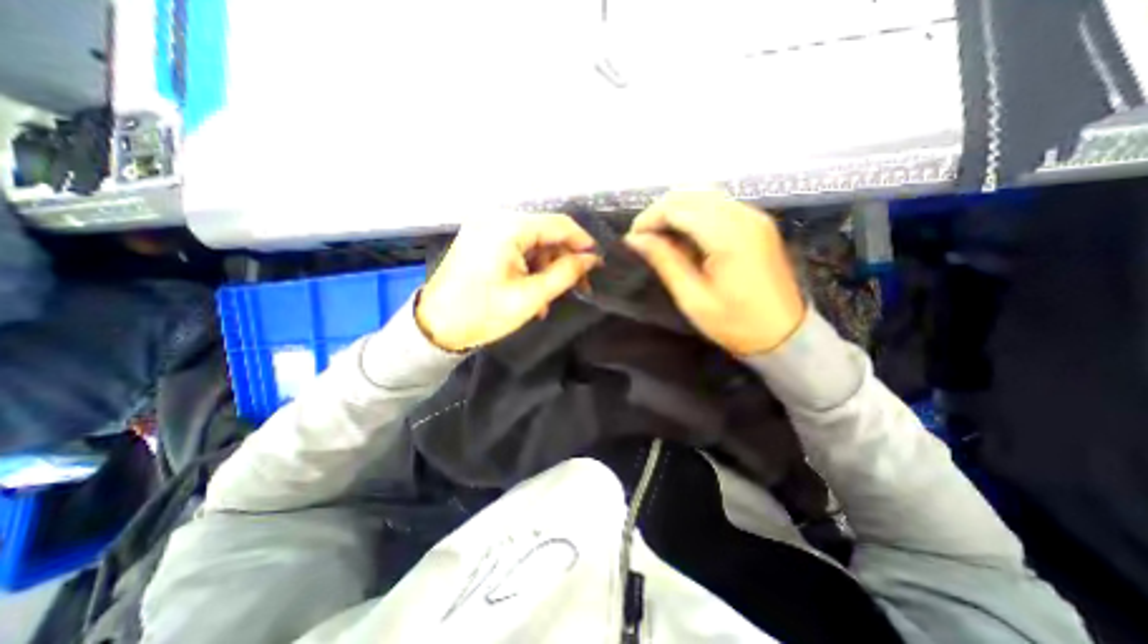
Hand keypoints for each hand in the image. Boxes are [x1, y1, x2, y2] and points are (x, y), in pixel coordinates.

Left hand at [415, 215, 596, 349]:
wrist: (434, 328)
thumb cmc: (483, 314)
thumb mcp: (530, 297)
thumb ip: (565, 274)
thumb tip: (592, 259)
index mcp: (507, 228)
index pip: (558, 224)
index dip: (582, 242)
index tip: (598, 262)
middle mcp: (495, 218)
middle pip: (545, 233)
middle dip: (563, 259)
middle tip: (578, 285)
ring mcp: (485, 228)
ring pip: (531, 242)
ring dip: (546, 267)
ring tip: (551, 297)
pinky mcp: (481, 240)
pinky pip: (516, 248)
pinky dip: (529, 266)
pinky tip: (532, 290)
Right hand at [624, 191, 800, 355]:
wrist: (786, 334)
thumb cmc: (735, 323)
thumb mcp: (693, 298)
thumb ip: (665, 261)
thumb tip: (635, 239)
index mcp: (728, 236)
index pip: (677, 207)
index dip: (649, 218)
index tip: (633, 239)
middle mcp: (744, 216)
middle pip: (691, 194)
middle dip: (660, 211)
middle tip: (644, 238)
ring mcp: (754, 216)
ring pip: (704, 195)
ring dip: (677, 210)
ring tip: (660, 236)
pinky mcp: (758, 223)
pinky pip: (719, 205)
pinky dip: (695, 213)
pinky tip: (685, 234)